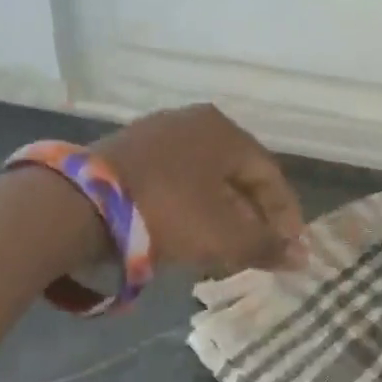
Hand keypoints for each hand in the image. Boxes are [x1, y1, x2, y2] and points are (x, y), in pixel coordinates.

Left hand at [93, 104, 304, 272]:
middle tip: (260, 250)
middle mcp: (192, 123)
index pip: (269, 175)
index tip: (291, 247)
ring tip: (226, 250)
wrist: (79, 204)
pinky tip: (188, 235)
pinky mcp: (125, 153)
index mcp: (223, 132)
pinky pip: (174, 182)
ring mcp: (155, 134)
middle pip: (236, 175)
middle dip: (252, 217)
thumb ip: (266, 246)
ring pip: (204, 180)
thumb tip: (302, 258)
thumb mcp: (223, 235)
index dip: (285, 214)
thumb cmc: (167, 213)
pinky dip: (190, 209)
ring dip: (221, 215)